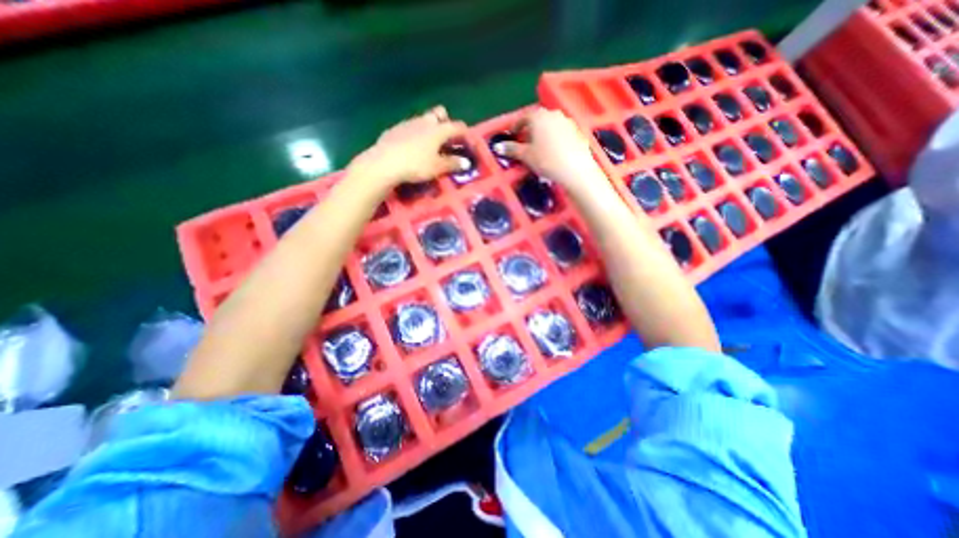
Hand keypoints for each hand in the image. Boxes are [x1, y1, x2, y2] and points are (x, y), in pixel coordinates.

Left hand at [350, 106, 471, 186]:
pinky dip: (414, 134)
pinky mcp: (394, 129)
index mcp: (438, 130)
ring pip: (423, 120)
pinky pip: (409, 128)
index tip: (467, 140)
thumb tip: (465, 163)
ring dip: (429, 128)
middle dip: (445, 121)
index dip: (464, 132)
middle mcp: (424, 121)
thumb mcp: (437, 168)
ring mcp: (408, 123)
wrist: (384, 163)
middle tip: (445, 137)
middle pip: (439, 114)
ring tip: (428, 144)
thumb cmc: (416, 165)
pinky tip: (411, 147)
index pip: (456, 126)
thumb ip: (453, 164)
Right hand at [499, 107, 600, 191]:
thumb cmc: (546, 160)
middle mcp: (554, 114)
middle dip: (530, 130)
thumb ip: (511, 149)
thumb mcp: (526, 156)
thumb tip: (498, 147)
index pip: (524, 117)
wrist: (575, 170)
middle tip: (524, 143)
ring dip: (542, 133)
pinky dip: (554, 139)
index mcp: (539, 116)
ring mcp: (567, 122)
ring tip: (538, 148)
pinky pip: (561, 132)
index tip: (512, 135)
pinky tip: (553, 152)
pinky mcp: (577, 132)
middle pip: (538, 119)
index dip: (516, 126)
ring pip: (550, 125)